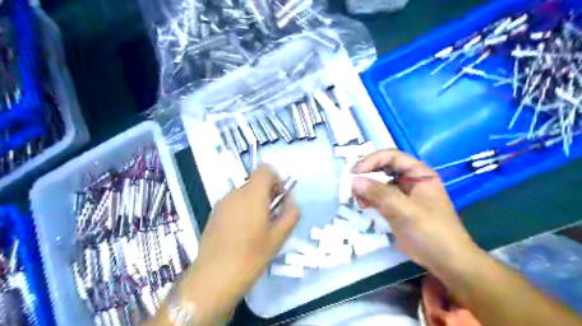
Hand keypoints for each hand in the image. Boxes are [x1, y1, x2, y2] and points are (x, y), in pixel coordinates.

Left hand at [192, 165, 299, 297]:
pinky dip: (242, 209)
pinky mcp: (213, 214)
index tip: (280, 197)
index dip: (276, 178)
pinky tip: (242, 233)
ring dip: (254, 202)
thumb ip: (291, 213)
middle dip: (267, 193)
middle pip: (255, 181)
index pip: (265, 169)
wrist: (214, 277)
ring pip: (244, 193)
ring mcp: (222, 203)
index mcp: (252, 195)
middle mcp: (235, 193)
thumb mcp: (279, 236)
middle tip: (272, 216)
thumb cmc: (251, 256)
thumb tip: (290, 199)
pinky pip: (233, 203)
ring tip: (257, 227)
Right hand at [350, 149, 476, 271]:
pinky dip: (369, 199)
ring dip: (366, 188)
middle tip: (351, 185)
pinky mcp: (397, 208)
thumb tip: (354, 181)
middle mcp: (410, 180)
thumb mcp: (405, 210)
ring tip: (356, 198)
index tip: (354, 172)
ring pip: (379, 183)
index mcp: (418, 173)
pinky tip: (363, 205)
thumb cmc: (430, 231)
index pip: (391, 156)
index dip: (371, 160)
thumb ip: (379, 193)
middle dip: (366, 175)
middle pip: (383, 168)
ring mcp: (403, 194)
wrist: (446, 261)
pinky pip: (379, 197)